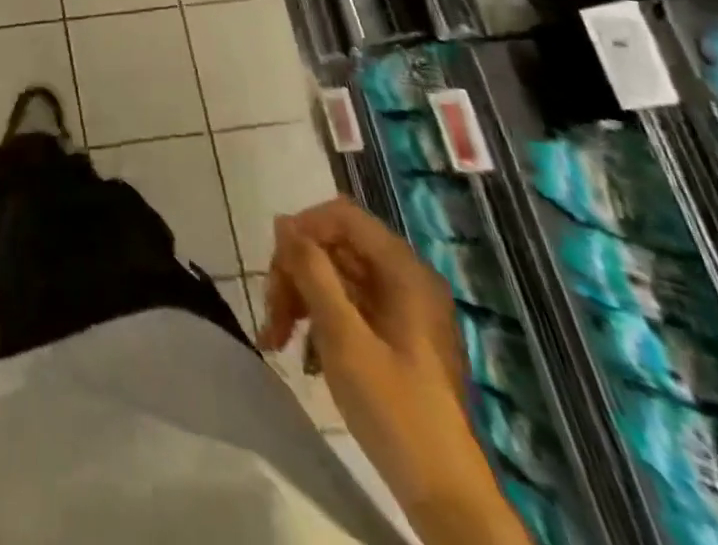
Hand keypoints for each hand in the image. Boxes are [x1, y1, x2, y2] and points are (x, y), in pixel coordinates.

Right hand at [261, 199, 506, 531]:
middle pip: (333, 247)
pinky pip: (345, 306)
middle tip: (271, 317)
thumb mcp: (344, 338)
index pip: (342, 216)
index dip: (303, 230)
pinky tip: (300, 355)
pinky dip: (317, 321)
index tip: (275, 267)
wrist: (446, 500)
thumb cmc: (395, 412)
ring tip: (275, 340)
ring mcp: (401, 310)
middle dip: (295, 275)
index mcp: (404, 272)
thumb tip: (283, 223)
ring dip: (299, 300)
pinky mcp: (394, 337)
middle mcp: (405, 280)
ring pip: (333, 276)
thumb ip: (312, 272)